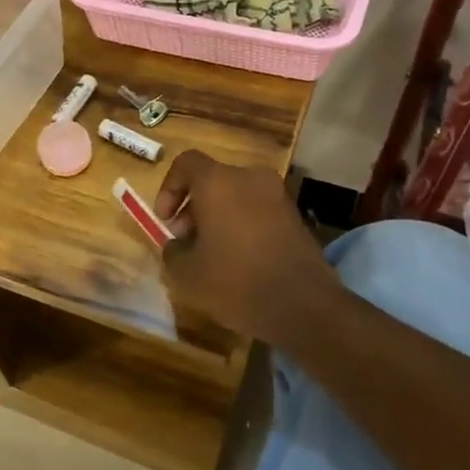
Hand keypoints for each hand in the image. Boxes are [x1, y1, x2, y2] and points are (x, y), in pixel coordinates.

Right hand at [156, 150, 336, 348]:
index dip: (169, 188)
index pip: (186, 163)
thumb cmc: (235, 282)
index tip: (165, 220)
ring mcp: (277, 196)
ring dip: (218, 215)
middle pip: (212, 179)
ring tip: (211, 252)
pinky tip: (239, 258)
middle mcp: (249, 178)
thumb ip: (173, 250)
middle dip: (193, 206)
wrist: (304, 307)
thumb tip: (178, 244)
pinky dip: (242, 224)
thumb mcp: (186, 273)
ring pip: (236, 194)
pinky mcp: (295, 217)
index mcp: (218, 182)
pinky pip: (257, 210)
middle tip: (185, 239)